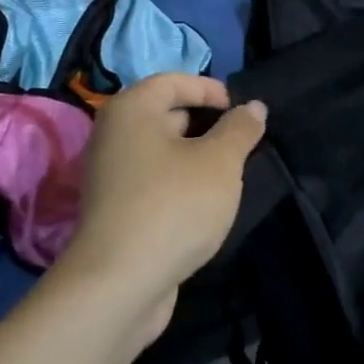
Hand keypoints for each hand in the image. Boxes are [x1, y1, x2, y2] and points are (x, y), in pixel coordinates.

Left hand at [54, 73, 266, 346]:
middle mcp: (113, 135)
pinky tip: (205, 205)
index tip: (243, 111)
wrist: (120, 282)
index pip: (174, 81)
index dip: (211, 90)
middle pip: (166, 115)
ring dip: (196, 158)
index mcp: (132, 109)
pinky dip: (180, 184)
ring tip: (231, 175)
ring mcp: (110, 175)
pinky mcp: (115, 210)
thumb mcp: (219, 162)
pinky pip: (154, 182)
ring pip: (162, 152)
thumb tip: (253, 107)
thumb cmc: (174, 205)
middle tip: (243, 145)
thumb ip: (239, 129)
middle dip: (207, 125)